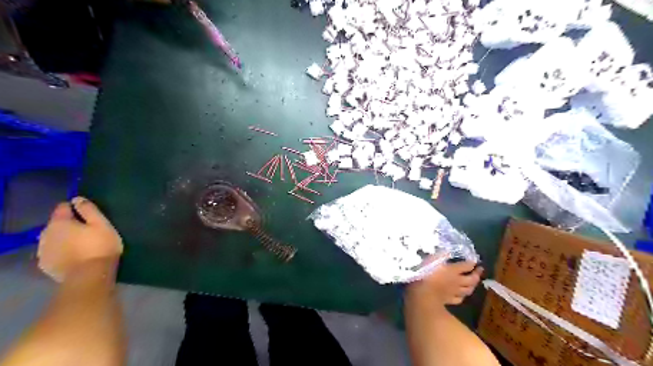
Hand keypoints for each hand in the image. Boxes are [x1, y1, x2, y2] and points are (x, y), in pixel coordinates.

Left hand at [38, 197, 122, 279]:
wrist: (90, 275)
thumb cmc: (100, 246)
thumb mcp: (102, 224)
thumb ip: (89, 210)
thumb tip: (77, 199)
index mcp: (59, 223)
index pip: (62, 207)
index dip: (75, 207)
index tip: (88, 213)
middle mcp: (45, 234)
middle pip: (56, 224)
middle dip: (69, 224)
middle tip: (87, 230)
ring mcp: (43, 251)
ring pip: (53, 238)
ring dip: (64, 238)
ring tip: (81, 243)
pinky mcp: (46, 265)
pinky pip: (53, 252)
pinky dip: (61, 250)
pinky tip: (74, 255)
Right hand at [407, 260, 483, 305]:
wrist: (422, 294)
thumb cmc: (425, 274)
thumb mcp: (431, 260)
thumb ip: (441, 255)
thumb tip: (449, 250)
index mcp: (453, 270)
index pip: (467, 266)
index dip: (472, 263)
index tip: (475, 260)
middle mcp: (457, 281)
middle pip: (471, 279)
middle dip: (477, 274)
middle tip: (480, 270)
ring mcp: (454, 292)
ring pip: (468, 290)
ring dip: (472, 286)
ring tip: (474, 283)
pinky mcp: (449, 301)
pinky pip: (459, 299)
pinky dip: (462, 296)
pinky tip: (461, 295)